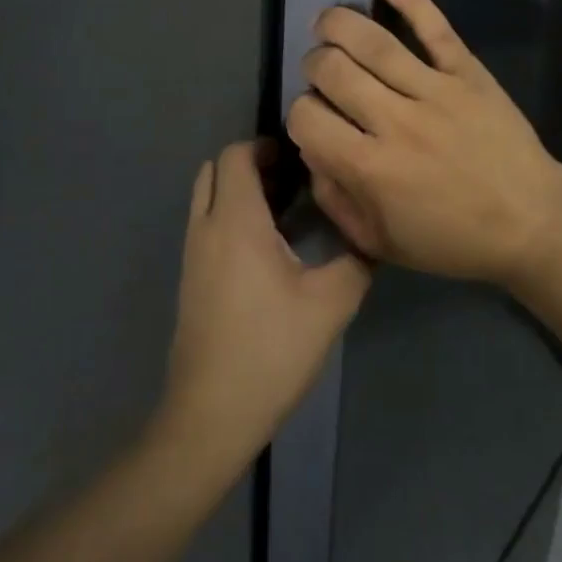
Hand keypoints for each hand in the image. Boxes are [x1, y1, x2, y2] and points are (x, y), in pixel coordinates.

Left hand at [158, 142, 370, 469]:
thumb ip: (357, 261)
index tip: (301, 159)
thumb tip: (371, 234)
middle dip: (250, 164)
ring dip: (239, 191)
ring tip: (286, 210)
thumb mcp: (330, 304)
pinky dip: (230, 216)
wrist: (210, 416)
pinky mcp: (190, 279)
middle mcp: (206, 228)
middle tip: (293, 180)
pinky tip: (268, 248)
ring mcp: (193, 255)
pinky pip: (206, 225)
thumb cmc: (270, 350)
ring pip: (207, 198)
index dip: (265, 146)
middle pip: (215, 169)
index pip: (236, 155)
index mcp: (236, 221)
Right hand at [286, 0, 561, 285]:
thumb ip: (337, 199)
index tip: (313, 119)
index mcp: (371, 168)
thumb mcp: (382, 243)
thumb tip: (313, 153)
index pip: (308, 118)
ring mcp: (435, 90)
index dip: (299, 114)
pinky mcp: (467, 72)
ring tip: (326, 22)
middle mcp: (395, 121)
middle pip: (332, 70)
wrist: (533, 223)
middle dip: (314, 65)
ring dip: (338, 24)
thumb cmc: (455, 240)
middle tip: (321, 71)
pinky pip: (434, 28)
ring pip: (373, 43)